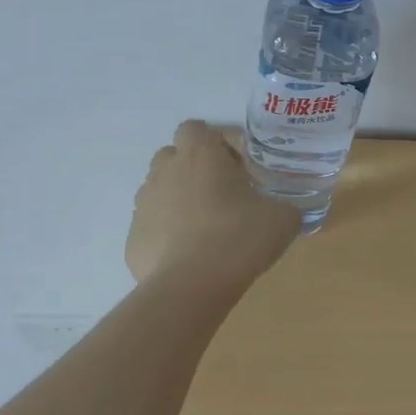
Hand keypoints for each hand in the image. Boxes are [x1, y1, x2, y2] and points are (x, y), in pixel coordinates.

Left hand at [126, 120, 299, 286]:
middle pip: (172, 156)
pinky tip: (189, 256)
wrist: (192, 286)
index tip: (234, 166)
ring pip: (159, 191)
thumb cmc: (240, 237)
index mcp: (200, 155)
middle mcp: (165, 172)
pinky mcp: (132, 239)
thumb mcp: (283, 218)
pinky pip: (152, 227)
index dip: (214, 143)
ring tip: (205, 228)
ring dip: (178, 201)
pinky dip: (167, 235)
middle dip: (192, 168)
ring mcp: (143, 206)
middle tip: (221, 194)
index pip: (195, 128)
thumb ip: (282, 205)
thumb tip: (281, 211)